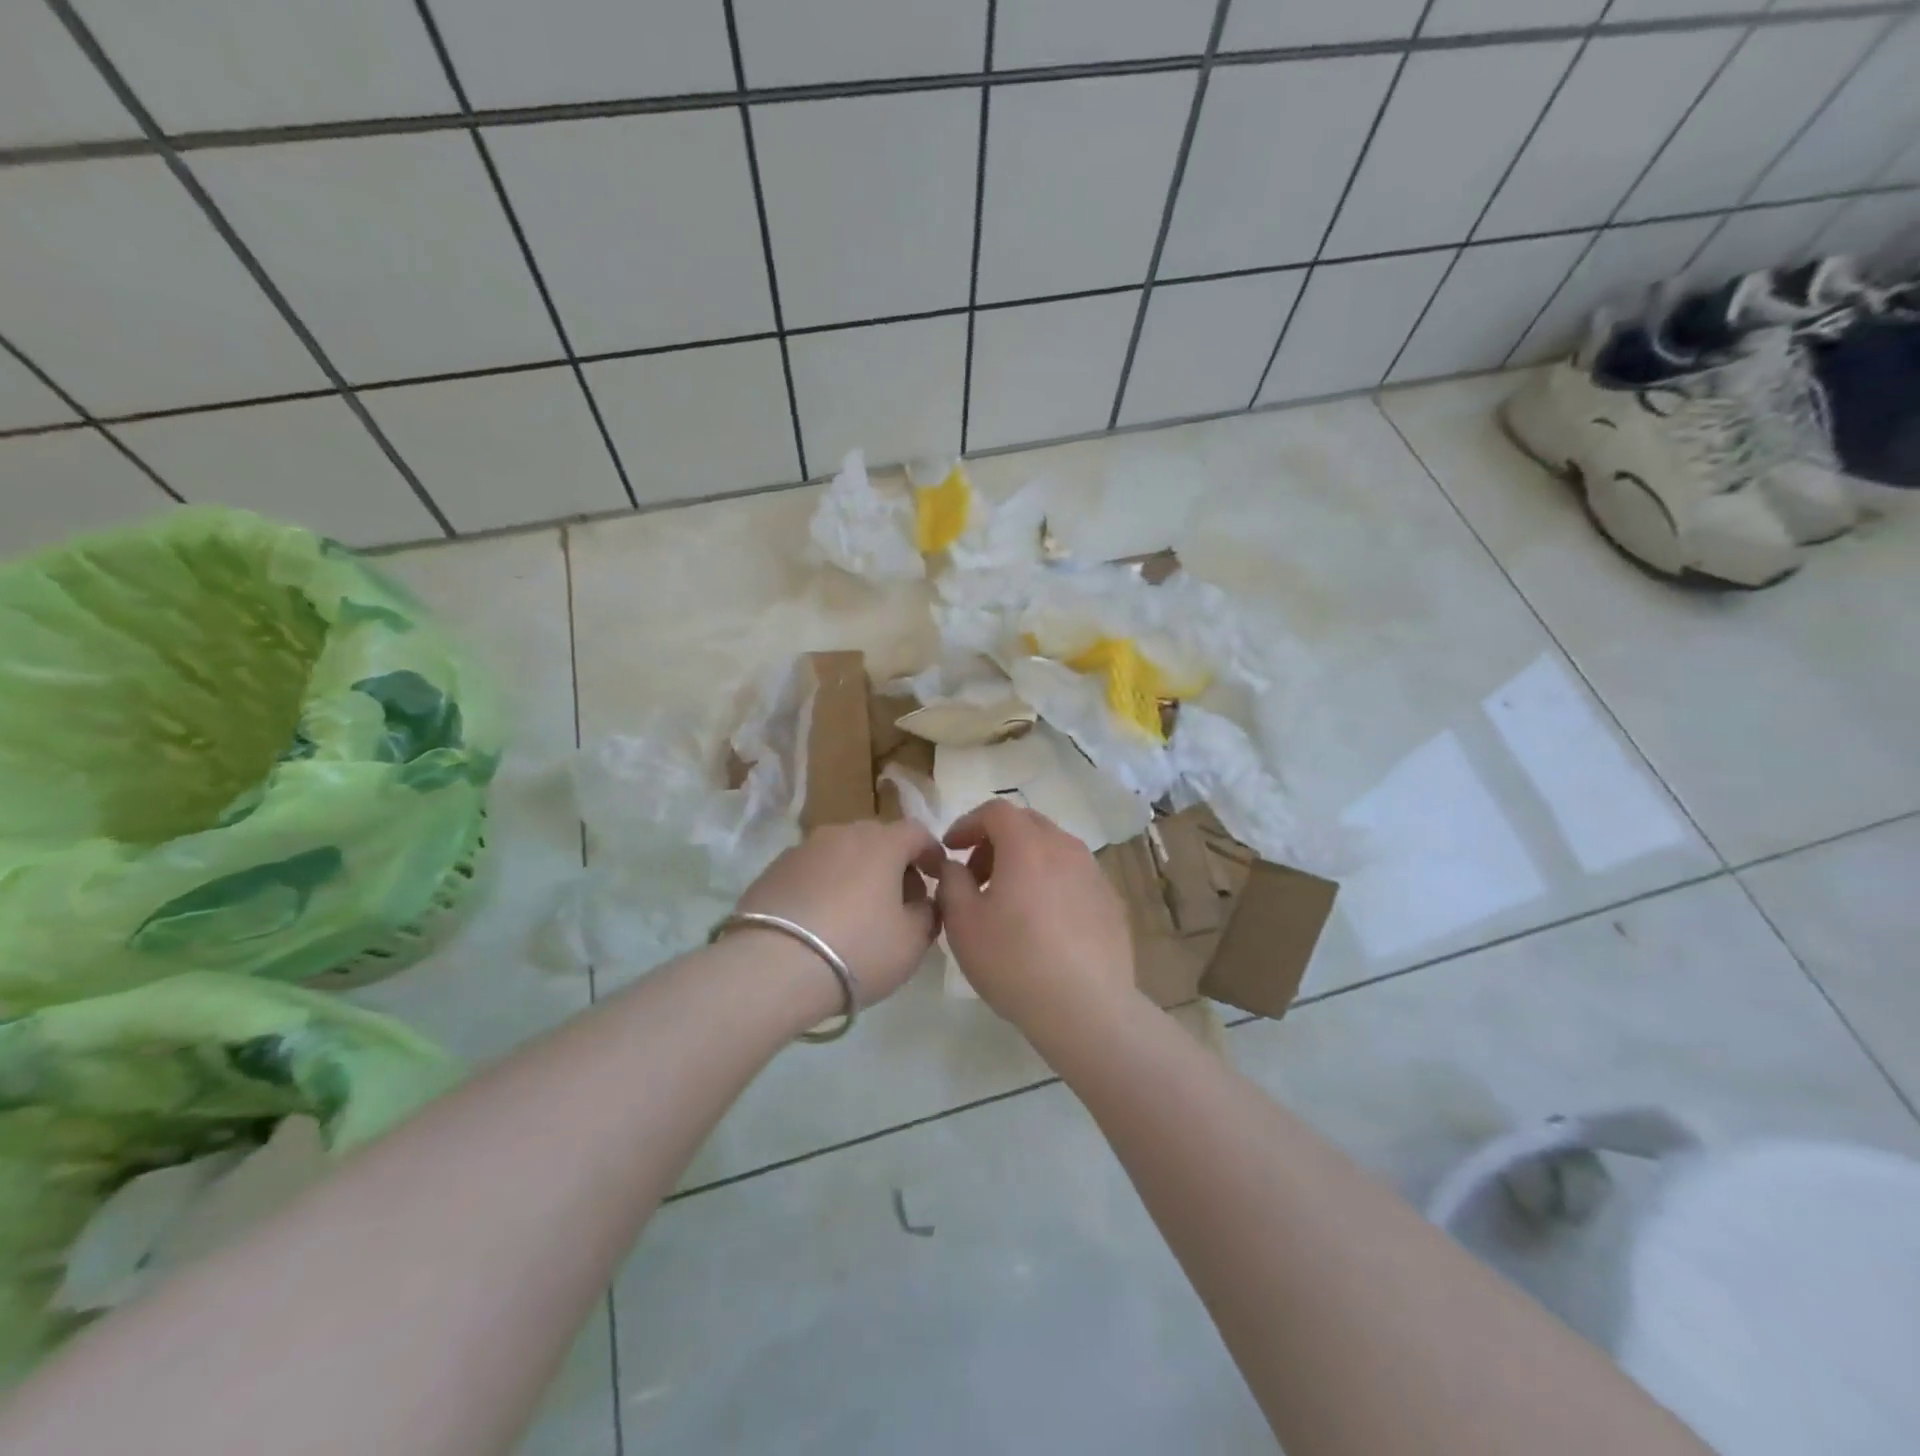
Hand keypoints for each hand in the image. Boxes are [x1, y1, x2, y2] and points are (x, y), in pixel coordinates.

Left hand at [735, 819, 945, 1005]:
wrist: (772, 968)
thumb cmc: (858, 950)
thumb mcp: (912, 941)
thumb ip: (928, 913)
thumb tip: (922, 902)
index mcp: (882, 842)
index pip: (917, 832)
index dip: (931, 853)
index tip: (935, 878)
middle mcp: (842, 833)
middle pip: (877, 839)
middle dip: (894, 864)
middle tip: (898, 901)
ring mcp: (803, 849)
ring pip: (842, 853)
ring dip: (856, 874)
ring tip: (856, 914)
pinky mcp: (772, 870)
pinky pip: (812, 871)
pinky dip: (824, 887)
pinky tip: (821, 921)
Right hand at [935, 800, 1137, 1041]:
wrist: (1086, 1008)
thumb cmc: (1014, 961)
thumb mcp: (962, 922)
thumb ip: (951, 882)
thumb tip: (955, 866)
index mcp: (1027, 845)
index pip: (995, 811)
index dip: (968, 823)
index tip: (951, 848)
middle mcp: (1065, 847)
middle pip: (1027, 824)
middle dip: (996, 840)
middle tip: (976, 874)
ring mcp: (1094, 873)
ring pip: (1054, 849)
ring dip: (1026, 861)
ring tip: (1009, 900)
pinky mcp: (1111, 901)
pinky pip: (1074, 876)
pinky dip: (1052, 883)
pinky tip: (1044, 923)